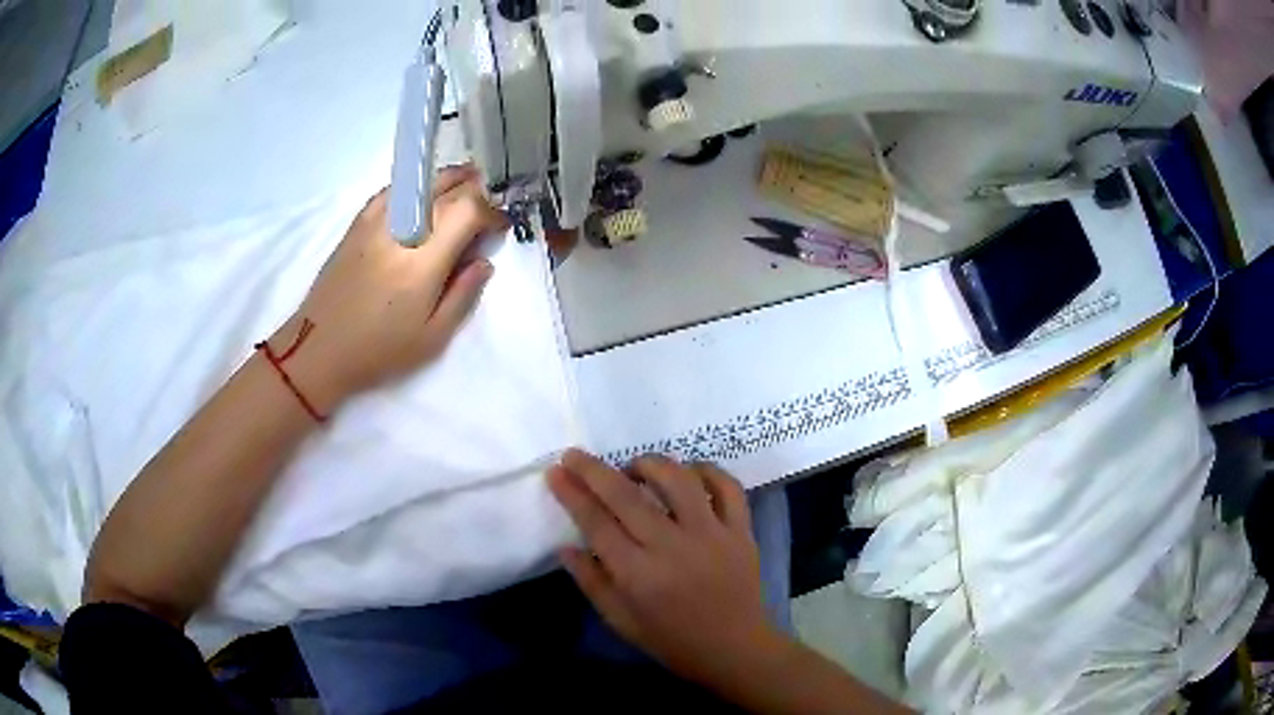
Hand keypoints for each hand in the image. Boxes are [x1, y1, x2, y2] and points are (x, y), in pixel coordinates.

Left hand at [268, 165, 507, 413]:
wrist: (319, 347)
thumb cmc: (378, 350)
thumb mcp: (432, 338)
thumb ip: (464, 295)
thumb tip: (484, 261)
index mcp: (424, 259)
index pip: (469, 209)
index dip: (491, 212)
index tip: (499, 228)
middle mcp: (401, 228)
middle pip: (448, 188)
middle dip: (475, 192)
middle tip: (486, 208)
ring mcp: (376, 220)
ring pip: (421, 182)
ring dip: (449, 181)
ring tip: (463, 191)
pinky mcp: (359, 222)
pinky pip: (394, 190)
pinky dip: (416, 187)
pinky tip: (422, 199)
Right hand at [548, 449, 779, 684]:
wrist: (735, 650)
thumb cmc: (673, 641)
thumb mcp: (621, 621)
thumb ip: (591, 582)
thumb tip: (566, 546)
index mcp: (639, 575)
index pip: (596, 523)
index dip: (572, 494)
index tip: (555, 472)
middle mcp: (672, 547)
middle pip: (626, 496)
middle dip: (594, 470)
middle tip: (575, 455)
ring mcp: (712, 535)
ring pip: (678, 480)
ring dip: (649, 464)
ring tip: (633, 468)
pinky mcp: (741, 531)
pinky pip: (727, 487)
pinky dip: (707, 471)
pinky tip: (689, 473)